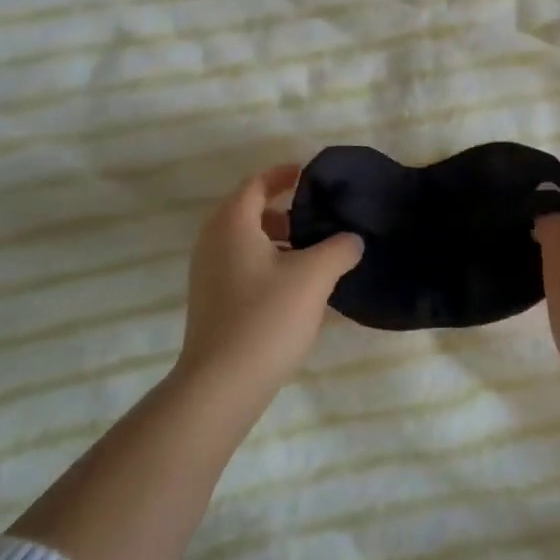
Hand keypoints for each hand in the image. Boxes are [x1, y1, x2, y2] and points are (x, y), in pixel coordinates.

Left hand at [179, 163, 363, 393]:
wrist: (222, 384)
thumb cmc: (266, 317)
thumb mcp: (314, 277)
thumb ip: (339, 248)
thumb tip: (352, 239)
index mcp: (232, 223)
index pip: (257, 183)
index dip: (285, 174)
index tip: (313, 176)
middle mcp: (213, 241)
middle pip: (250, 211)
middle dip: (286, 211)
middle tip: (320, 220)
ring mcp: (208, 273)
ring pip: (247, 242)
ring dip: (279, 241)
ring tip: (314, 256)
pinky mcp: (211, 300)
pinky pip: (242, 266)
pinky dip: (268, 264)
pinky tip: (297, 289)